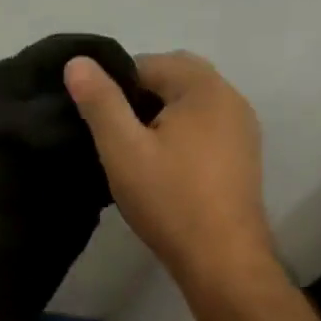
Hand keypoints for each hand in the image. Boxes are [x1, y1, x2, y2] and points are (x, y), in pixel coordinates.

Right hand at [65, 52, 275, 302]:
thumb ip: (100, 102)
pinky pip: (205, 127)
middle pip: (174, 79)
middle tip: (113, 133)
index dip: (115, 85)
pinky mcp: (243, 156)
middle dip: (139, 97)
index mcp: (204, 88)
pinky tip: (162, 168)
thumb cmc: (169, 199)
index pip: (148, 64)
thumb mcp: (122, 148)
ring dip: (160, 116)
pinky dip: (180, 134)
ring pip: (190, 105)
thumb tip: (78, 61)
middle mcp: (231, 98)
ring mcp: (242, 129)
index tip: (96, 119)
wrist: (222, 259)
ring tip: (133, 152)